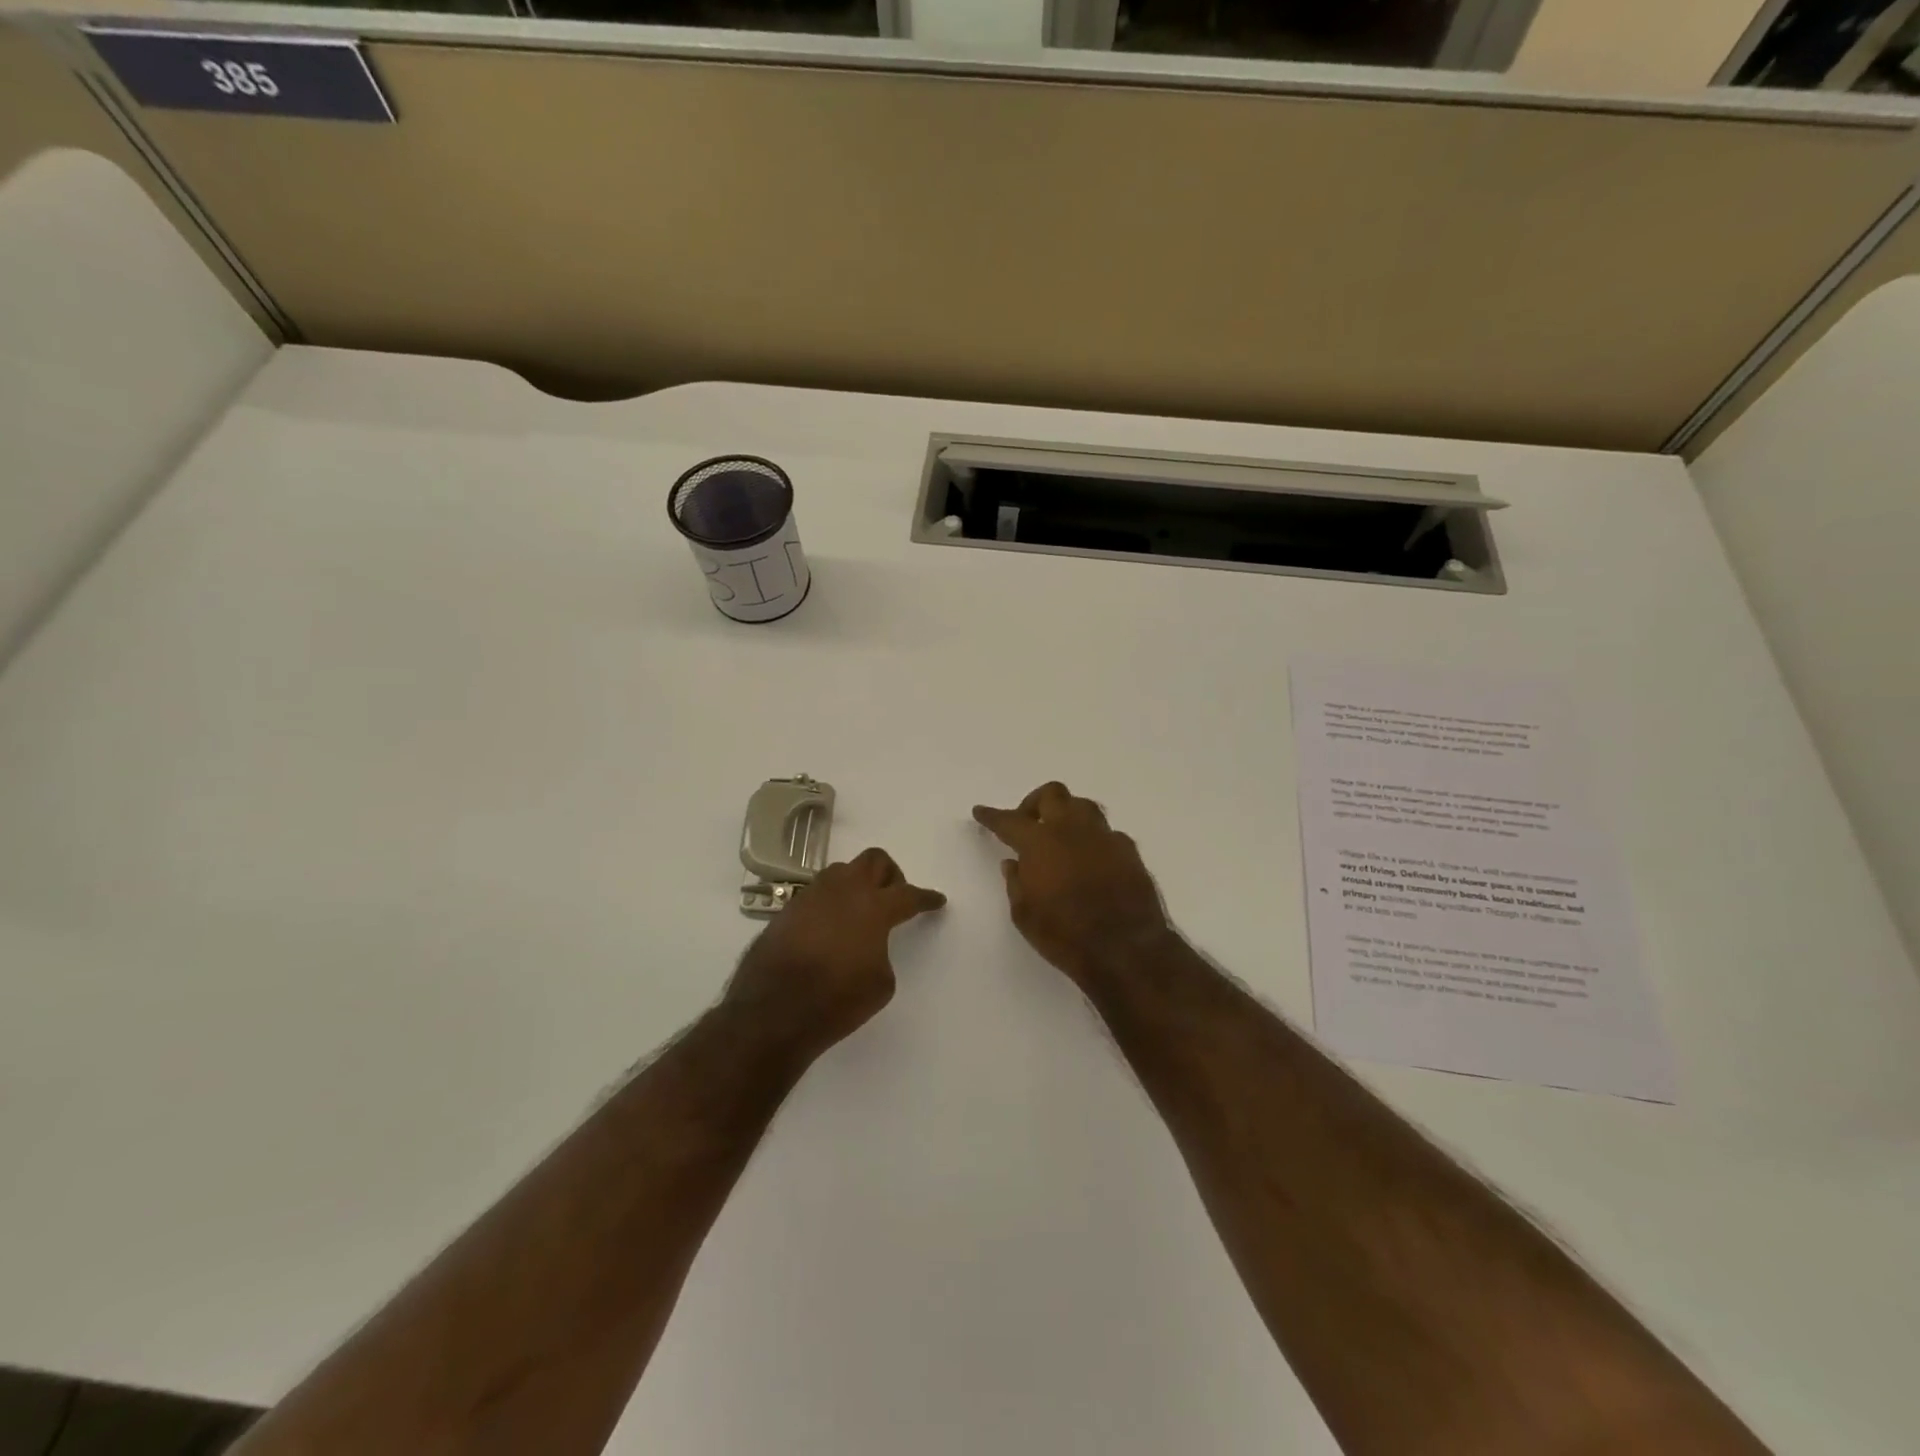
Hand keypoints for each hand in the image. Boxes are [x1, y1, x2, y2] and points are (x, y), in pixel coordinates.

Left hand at [725, 847, 944, 1063]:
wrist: (772, 1012)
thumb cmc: (836, 1000)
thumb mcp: (881, 984)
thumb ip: (882, 951)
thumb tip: (868, 943)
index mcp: (874, 907)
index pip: (909, 894)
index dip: (926, 898)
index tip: (936, 900)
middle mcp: (844, 890)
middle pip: (874, 860)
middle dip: (890, 875)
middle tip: (894, 897)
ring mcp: (812, 896)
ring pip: (842, 870)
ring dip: (857, 883)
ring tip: (859, 910)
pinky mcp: (788, 909)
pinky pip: (818, 893)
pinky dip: (831, 902)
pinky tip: (830, 926)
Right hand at [973, 782, 1171, 988]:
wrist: (1125, 950)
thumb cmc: (1065, 935)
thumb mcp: (1025, 915)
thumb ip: (1016, 883)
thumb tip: (1013, 863)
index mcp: (1040, 842)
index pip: (1009, 820)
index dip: (992, 815)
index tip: (981, 811)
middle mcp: (1072, 830)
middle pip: (1052, 794)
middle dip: (1034, 803)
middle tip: (1028, 824)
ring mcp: (1104, 837)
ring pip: (1083, 806)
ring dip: (1067, 814)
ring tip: (1060, 836)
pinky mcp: (1129, 851)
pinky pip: (1106, 833)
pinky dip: (1093, 840)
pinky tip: (1090, 859)